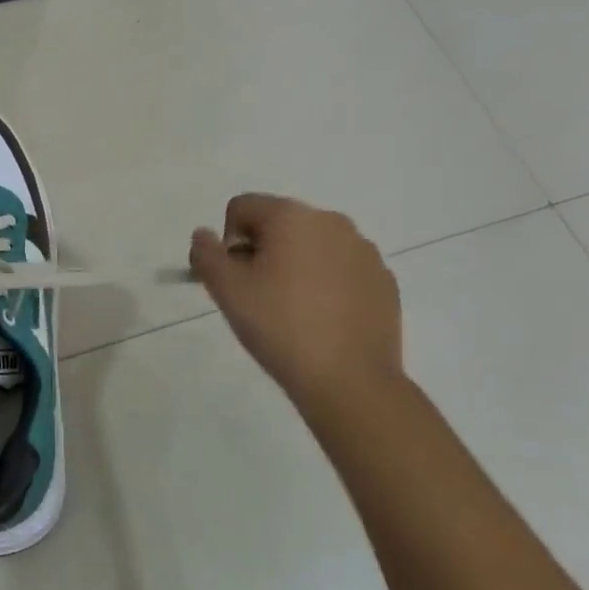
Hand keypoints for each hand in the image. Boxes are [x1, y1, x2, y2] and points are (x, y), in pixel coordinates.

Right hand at [189, 194, 402, 412]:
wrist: (350, 381)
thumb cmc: (280, 326)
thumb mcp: (226, 290)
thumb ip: (206, 254)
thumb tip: (204, 235)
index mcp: (291, 216)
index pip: (241, 208)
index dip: (228, 242)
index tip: (234, 279)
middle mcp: (332, 221)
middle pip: (278, 224)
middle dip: (262, 252)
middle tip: (258, 296)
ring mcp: (364, 251)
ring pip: (312, 246)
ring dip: (295, 266)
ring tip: (292, 311)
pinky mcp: (384, 281)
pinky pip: (342, 269)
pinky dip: (327, 284)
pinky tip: (323, 320)